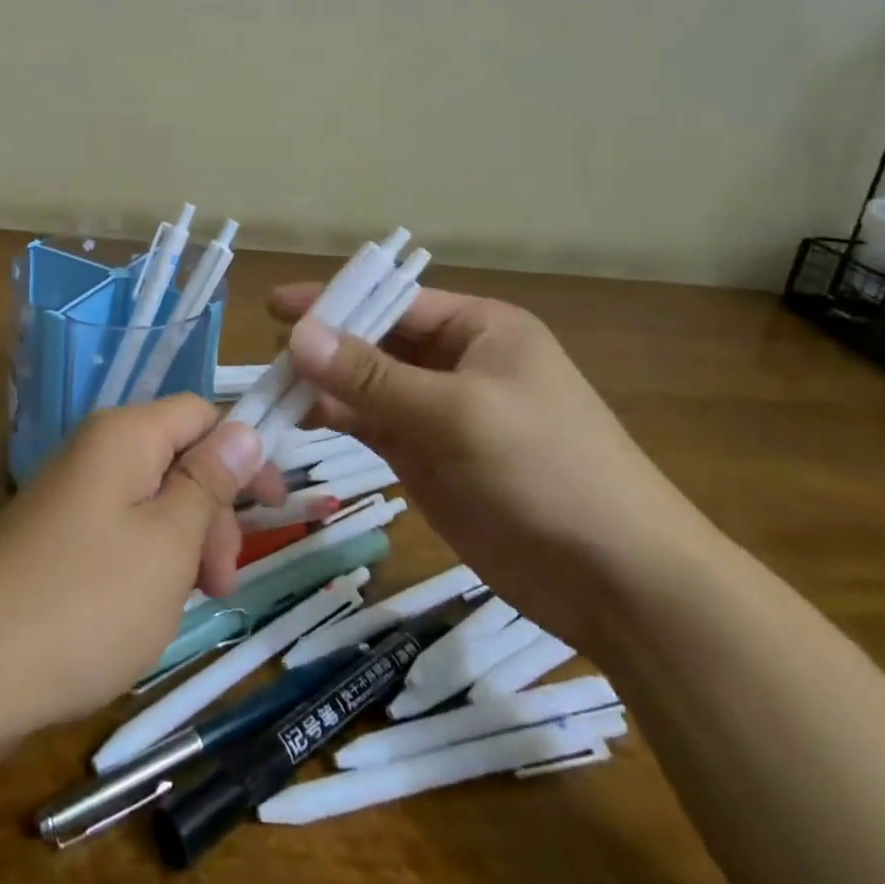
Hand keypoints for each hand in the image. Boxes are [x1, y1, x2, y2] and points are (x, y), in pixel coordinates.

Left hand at [0, 395, 266, 734]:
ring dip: (184, 542)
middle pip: (177, 456)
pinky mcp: (54, 534)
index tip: (272, 511)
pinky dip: (149, 560)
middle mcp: (95, 450)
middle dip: (212, 511)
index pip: (201, 413)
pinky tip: (146, 609)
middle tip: (221, 583)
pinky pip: (120, 528)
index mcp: (125, 435)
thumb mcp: (168, 542)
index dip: (244, 453)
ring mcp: (70, 493)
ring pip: (152, 498)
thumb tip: (245, 428)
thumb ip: (210, 481)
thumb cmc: (86, 602)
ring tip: (187, 603)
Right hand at [276, 285, 716, 649]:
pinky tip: (301, 420)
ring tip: (270, 391)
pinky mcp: (427, 457)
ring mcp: (439, 412)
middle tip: (265, 357)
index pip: (393, 302)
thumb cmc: (546, 470)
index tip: (275, 306)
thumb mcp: (457, 412)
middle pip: (374, 342)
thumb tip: (296, 335)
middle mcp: (455, 361)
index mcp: (478, 328)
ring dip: (323, 386)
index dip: (334, 301)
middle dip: (323, 346)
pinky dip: (337, 420)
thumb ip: (372, 375)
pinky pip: (371, 425)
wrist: (619, 582)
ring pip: (366, 386)